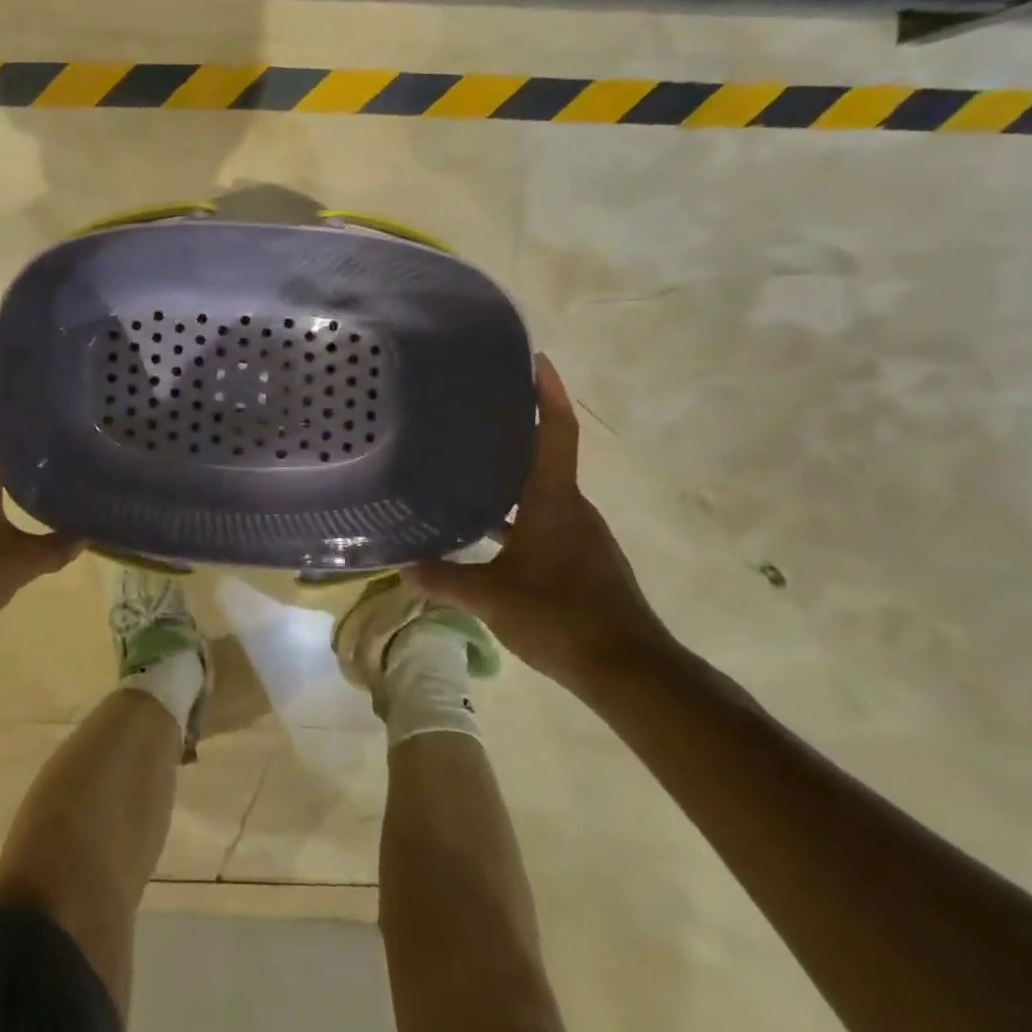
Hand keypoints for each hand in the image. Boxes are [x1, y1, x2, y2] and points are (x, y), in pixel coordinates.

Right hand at [409, 353, 673, 692]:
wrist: (629, 671)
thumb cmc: (561, 617)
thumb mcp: (492, 598)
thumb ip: (445, 579)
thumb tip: (402, 568)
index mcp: (554, 501)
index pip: (556, 433)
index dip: (548, 394)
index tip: (536, 360)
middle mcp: (572, 508)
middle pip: (545, 456)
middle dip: (517, 430)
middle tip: (474, 413)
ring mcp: (580, 535)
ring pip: (543, 492)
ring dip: (513, 476)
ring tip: (469, 465)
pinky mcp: (582, 560)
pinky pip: (545, 520)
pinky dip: (518, 513)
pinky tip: (488, 532)